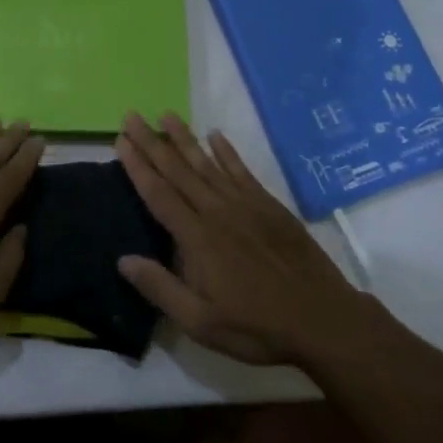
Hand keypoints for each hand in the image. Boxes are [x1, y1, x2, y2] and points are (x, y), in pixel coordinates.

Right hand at [114, 112, 368, 366]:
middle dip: (152, 142)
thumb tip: (123, 259)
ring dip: (185, 138)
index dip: (138, 166)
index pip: (159, 194)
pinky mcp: (269, 206)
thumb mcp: (200, 322)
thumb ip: (160, 288)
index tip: (120, 140)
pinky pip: (241, 171)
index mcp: (197, 238)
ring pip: (207, 163)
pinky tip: (216, 136)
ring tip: (166, 115)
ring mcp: (246, 205)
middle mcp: (217, 212)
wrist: (322, 318)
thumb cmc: (256, 326)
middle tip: (132, 116)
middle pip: (178, 170)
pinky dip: (227, 152)